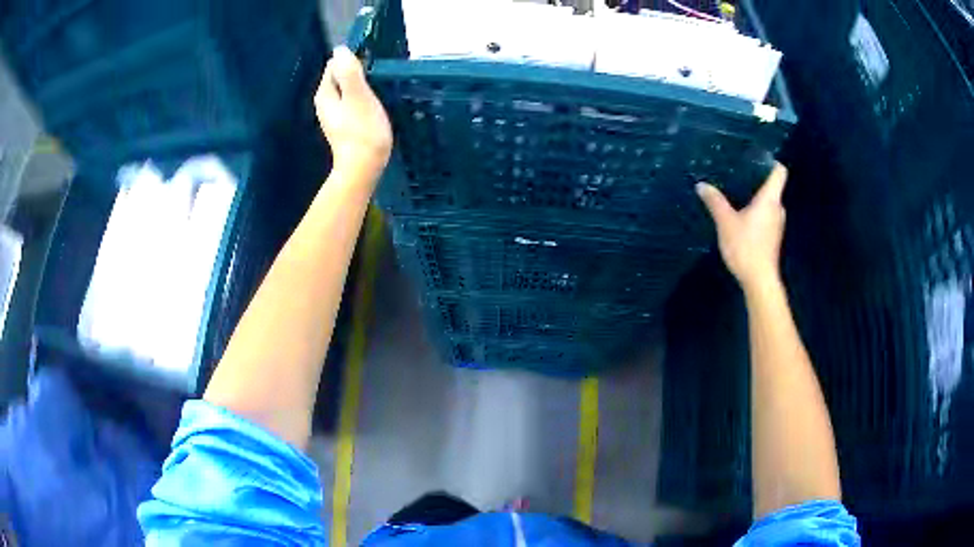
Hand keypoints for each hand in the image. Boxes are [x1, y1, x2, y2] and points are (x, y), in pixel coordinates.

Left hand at [314, 46, 392, 181]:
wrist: (363, 169)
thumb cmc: (362, 131)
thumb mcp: (358, 96)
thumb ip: (348, 71)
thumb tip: (340, 49)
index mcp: (325, 93)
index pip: (335, 64)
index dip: (353, 62)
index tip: (370, 71)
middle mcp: (325, 102)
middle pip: (341, 77)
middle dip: (358, 75)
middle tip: (377, 84)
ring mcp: (334, 115)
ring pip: (348, 90)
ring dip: (363, 89)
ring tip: (378, 95)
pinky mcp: (345, 125)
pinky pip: (353, 103)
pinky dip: (363, 102)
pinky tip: (374, 109)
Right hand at [696, 162, 787, 292]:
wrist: (759, 280)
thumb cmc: (746, 247)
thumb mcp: (726, 222)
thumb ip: (715, 202)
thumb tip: (701, 185)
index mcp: (770, 199)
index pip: (779, 172)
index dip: (770, 162)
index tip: (756, 157)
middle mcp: (778, 209)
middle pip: (773, 187)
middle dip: (757, 181)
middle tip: (738, 174)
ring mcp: (777, 225)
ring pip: (769, 204)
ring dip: (756, 199)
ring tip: (737, 194)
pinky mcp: (773, 238)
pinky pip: (766, 217)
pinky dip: (756, 214)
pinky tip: (741, 217)